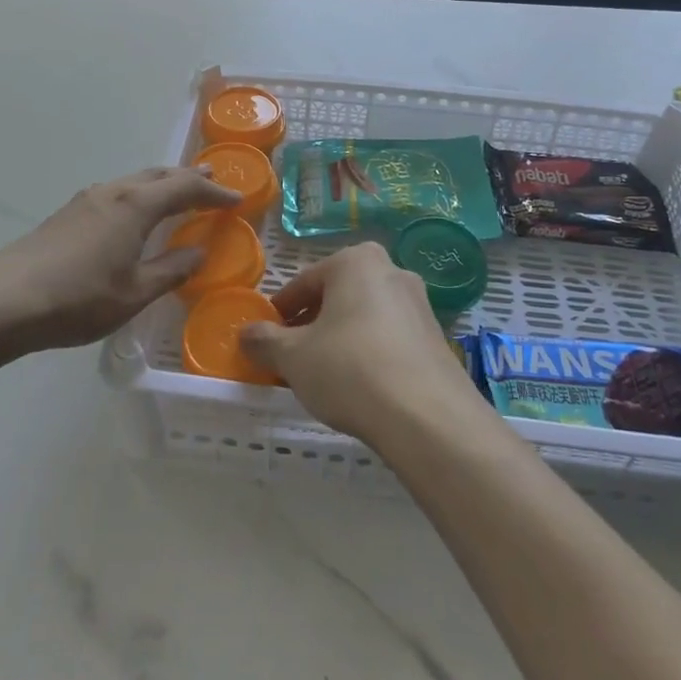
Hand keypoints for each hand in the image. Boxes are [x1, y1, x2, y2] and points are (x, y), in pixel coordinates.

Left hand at [0, 167, 240, 352]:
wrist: (5, 300)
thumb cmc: (79, 298)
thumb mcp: (135, 292)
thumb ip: (171, 270)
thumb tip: (198, 253)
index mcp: (136, 205)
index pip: (185, 188)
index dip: (214, 193)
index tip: (237, 199)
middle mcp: (113, 191)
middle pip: (158, 175)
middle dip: (188, 178)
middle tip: (212, 183)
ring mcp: (86, 199)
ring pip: (134, 181)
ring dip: (161, 184)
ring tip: (177, 194)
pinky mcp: (67, 212)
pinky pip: (116, 192)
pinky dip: (138, 195)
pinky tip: (134, 215)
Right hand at [242, 242, 482, 446]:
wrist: (428, 418)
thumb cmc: (350, 369)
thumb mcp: (293, 357)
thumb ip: (264, 341)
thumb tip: (245, 333)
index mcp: (356, 261)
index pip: (304, 283)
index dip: (280, 313)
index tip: (267, 340)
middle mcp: (392, 271)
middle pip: (337, 297)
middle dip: (312, 325)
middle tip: (293, 359)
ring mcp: (420, 305)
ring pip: (364, 317)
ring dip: (341, 340)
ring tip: (324, 377)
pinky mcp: (436, 339)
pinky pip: (389, 339)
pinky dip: (369, 354)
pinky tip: (360, 388)